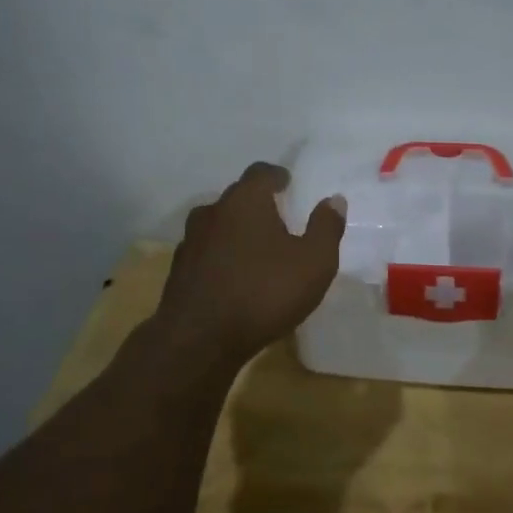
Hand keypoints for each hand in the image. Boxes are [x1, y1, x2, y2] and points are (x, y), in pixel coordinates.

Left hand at [153, 162, 346, 365]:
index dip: (276, 176)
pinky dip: (220, 256)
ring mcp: (190, 241)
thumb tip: (334, 199)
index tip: (287, 183)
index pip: (260, 173)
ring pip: (218, 224)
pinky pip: (205, 252)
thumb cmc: (264, 292)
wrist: (198, 340)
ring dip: (236, 230)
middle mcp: (213, 212)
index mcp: (246, 201)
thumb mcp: (314, 262)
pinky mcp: (179, 270)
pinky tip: (233, 276)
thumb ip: (326, 227)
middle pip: (237, 197)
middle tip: (278, 217)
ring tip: (256, 248)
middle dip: (257, 203)